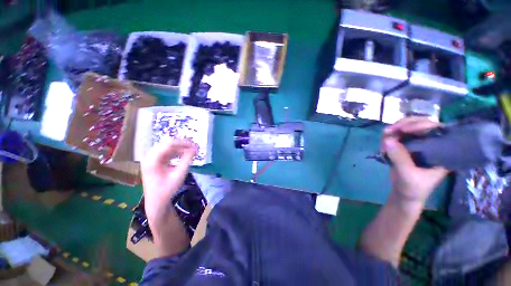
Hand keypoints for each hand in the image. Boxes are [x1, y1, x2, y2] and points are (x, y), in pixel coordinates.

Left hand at [141, 138, 197, 219]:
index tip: (195, 145)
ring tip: (191, 151)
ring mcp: (151, 159)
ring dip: (180, 149)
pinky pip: (166, 153)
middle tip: (194, 147)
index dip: (183, 143)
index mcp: (152, 159)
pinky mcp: (154, 162)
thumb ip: (187, 159)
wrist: (157, 201)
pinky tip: (183, 155)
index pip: (169, 144)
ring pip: (167, 148)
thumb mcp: (179, 173)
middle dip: (182, 145)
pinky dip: (176, 153)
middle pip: (167, 144)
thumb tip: (195, 148)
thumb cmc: (167, 189)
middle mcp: (149, 156)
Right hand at [382, 117, 448, 208]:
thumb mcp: (407, 174)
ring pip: (407, 128)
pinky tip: (383, 144)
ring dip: (394, 130)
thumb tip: (387, 139)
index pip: (436, 129)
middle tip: (389, 130)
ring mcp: (418, 145)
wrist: (404, 196)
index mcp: (442, 151)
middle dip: (404, 125)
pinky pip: (397, 136)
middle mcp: (431, 144)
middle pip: (421, 124)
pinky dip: (389, 137)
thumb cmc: (413, 188)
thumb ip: (399, 157)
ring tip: (384, 137)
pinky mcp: (406, 147)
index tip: (404, 129)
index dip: (421, 125)